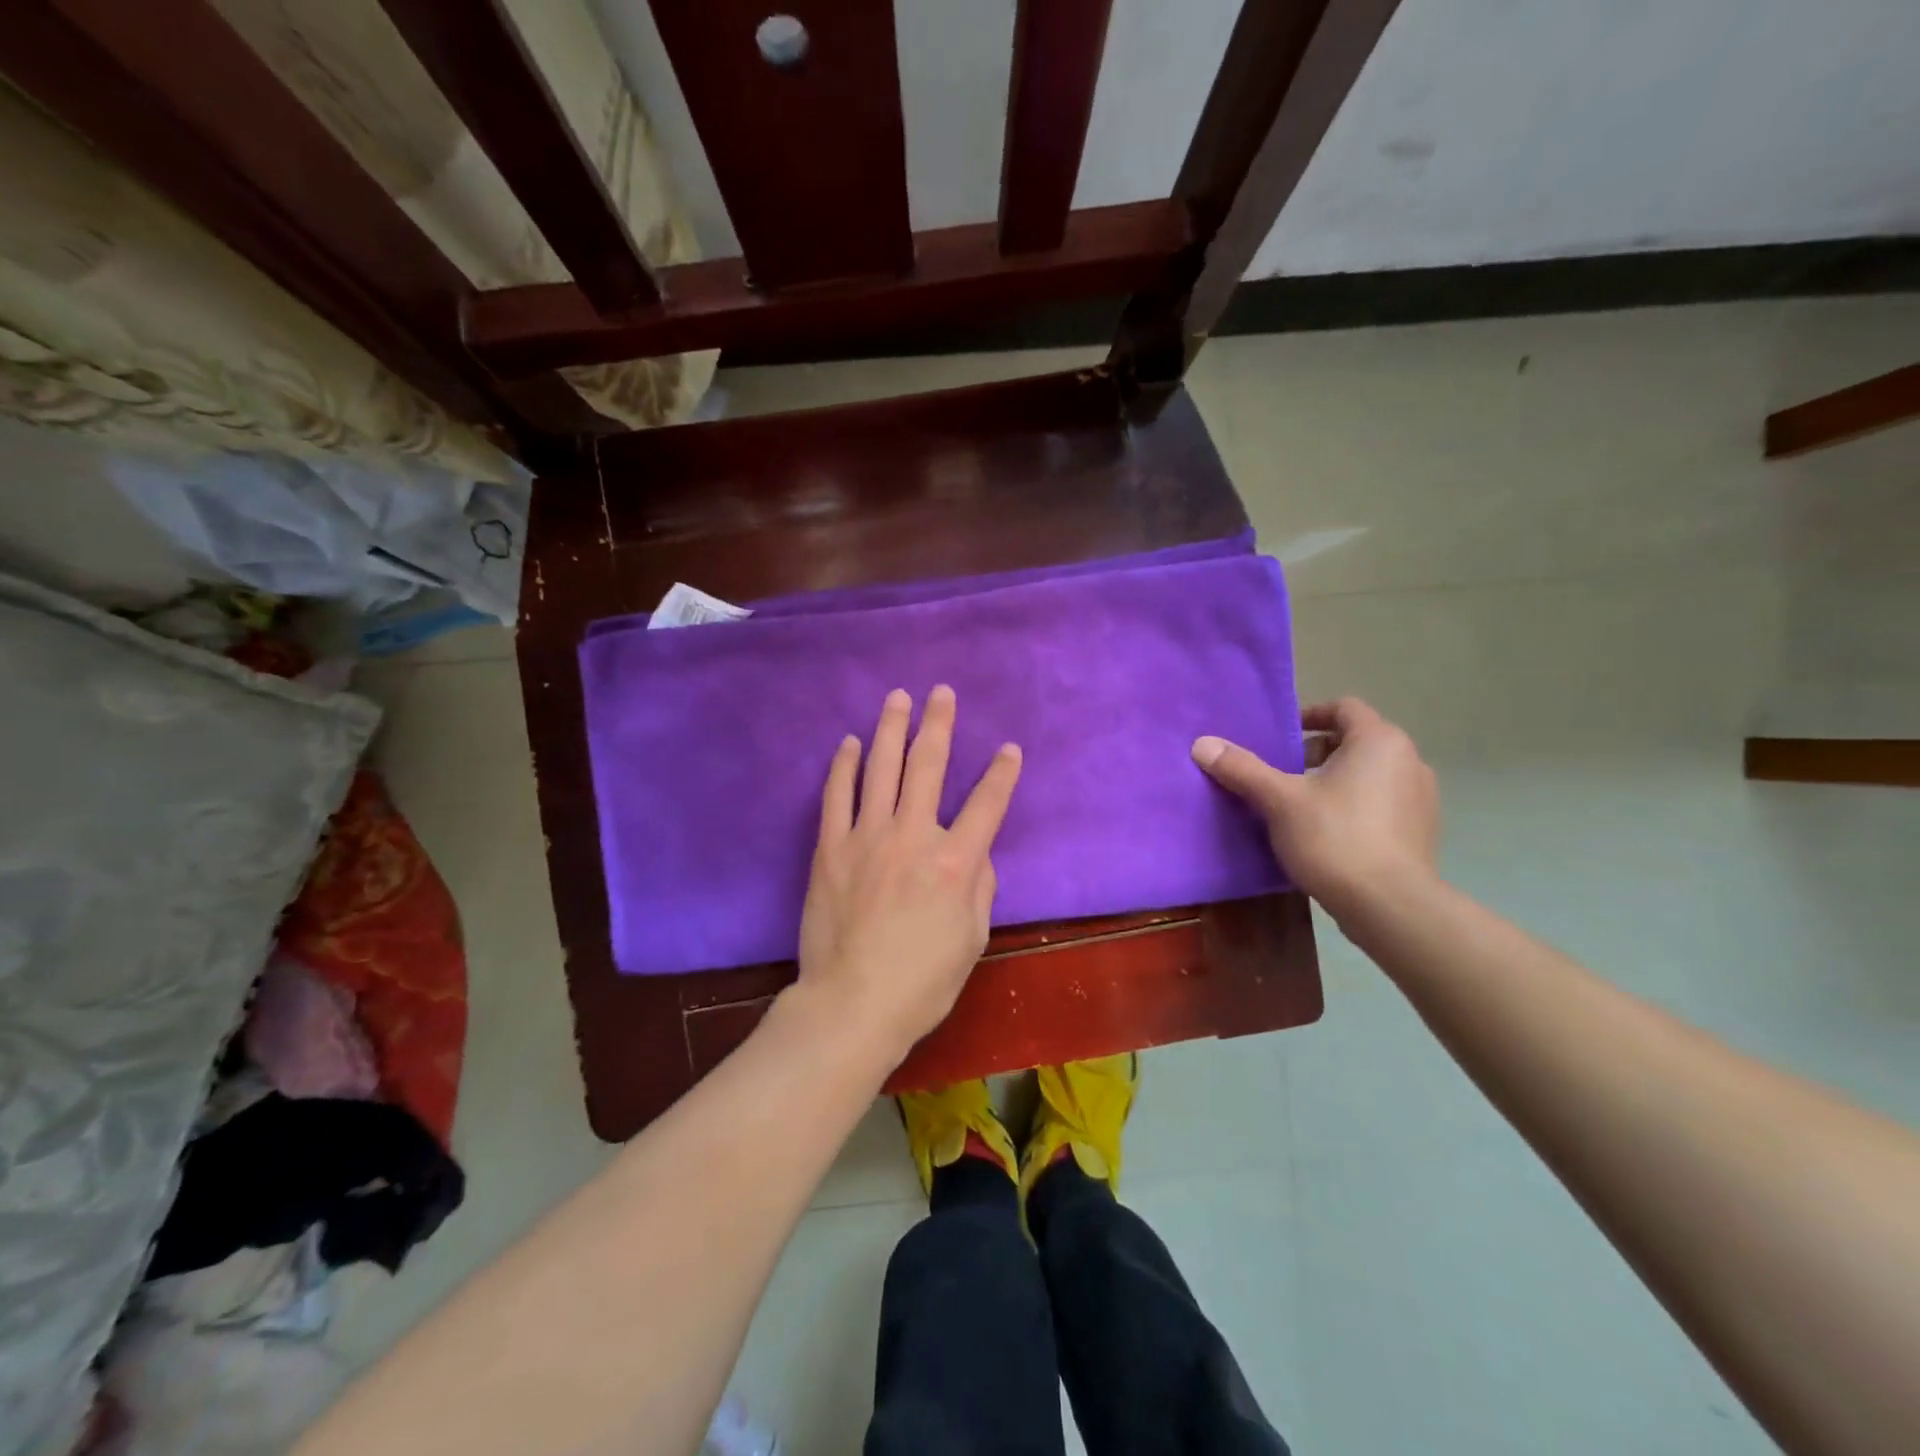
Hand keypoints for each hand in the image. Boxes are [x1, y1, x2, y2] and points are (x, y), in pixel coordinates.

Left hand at [797, 685, 1022, 1060]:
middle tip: (941, 692)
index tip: (1009, 749)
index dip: (1002, 773)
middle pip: (929, 766)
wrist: (852, 1003)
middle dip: (939, 724)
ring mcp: (867, 836)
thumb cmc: (922, 981)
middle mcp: (913, 836)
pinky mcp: (831, 847)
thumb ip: (979, 886)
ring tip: (898, 698)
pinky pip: (837, 795)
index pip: (987, 804)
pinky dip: (844, 766)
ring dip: (891, 728)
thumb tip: (974, 851)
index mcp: (956, 862)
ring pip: (881, 768)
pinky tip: (850, 743)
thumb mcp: (972, 938)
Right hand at [1192, 697, 1437, 921]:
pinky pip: (1381, 803)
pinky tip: (1328, 834)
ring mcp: (1421, 797)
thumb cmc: (1334, 838)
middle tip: (1282, 775)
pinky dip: (1354, 806)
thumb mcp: (1279, 800)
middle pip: (1355, 741)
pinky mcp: (1421, 831)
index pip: (1344, 708)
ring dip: (1335, 781)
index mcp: (1379, 741)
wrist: (1390, 906)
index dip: (1309, 715)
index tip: (1280, 737)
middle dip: (1316, 753)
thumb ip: (1242, 769)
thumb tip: (1202, 744)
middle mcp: (1408, 760)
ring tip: (1300, 805)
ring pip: (1369, 774)